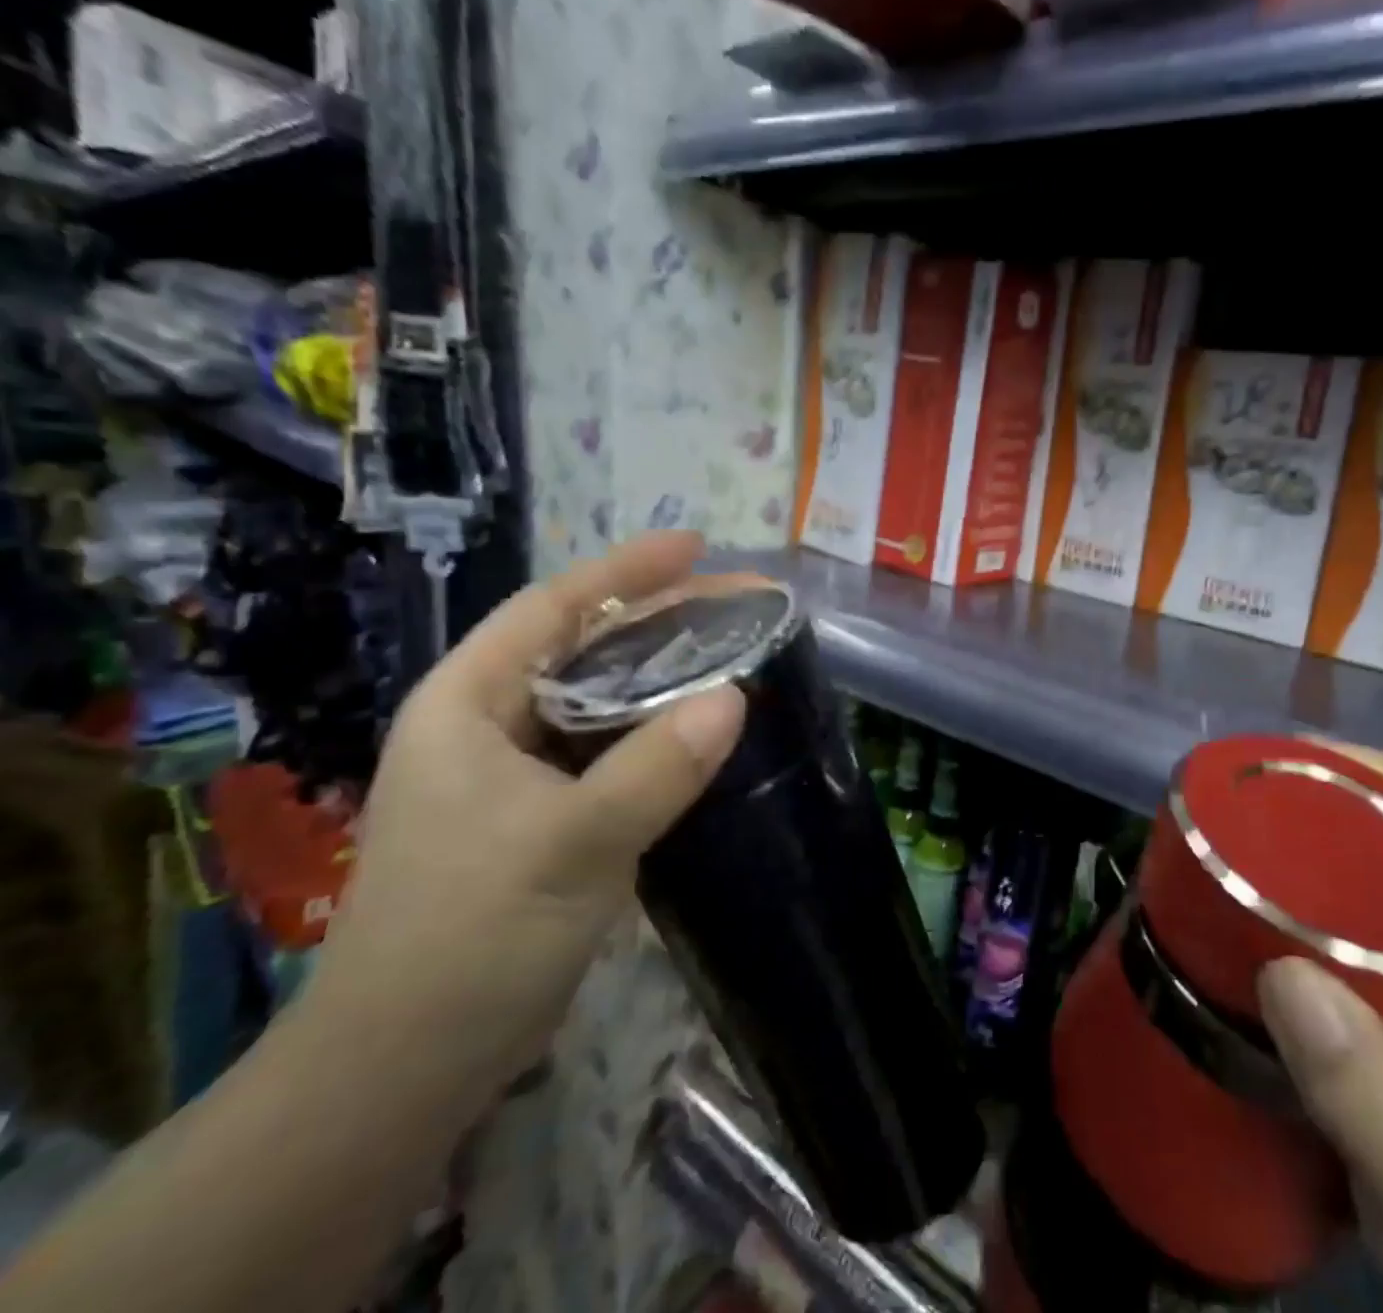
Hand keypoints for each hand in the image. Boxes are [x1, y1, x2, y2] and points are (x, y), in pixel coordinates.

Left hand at [297, 533, 745, 1111]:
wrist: (406, 1070)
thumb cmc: (470, 938)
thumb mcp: (571, 844)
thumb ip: (655, 768)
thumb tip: (735, 698)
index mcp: (469, 705)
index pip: (552, 610)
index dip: (625, 572)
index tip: (696, 546)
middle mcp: (490, 726)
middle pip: (585, 648)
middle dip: (664, 621)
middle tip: (742, 604)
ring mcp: (518, 775)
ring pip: (603, 701)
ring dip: (666, 676)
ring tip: (736, 653)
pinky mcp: (545, 817)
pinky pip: (612, 751)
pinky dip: (660, 733)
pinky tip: (705, 731)